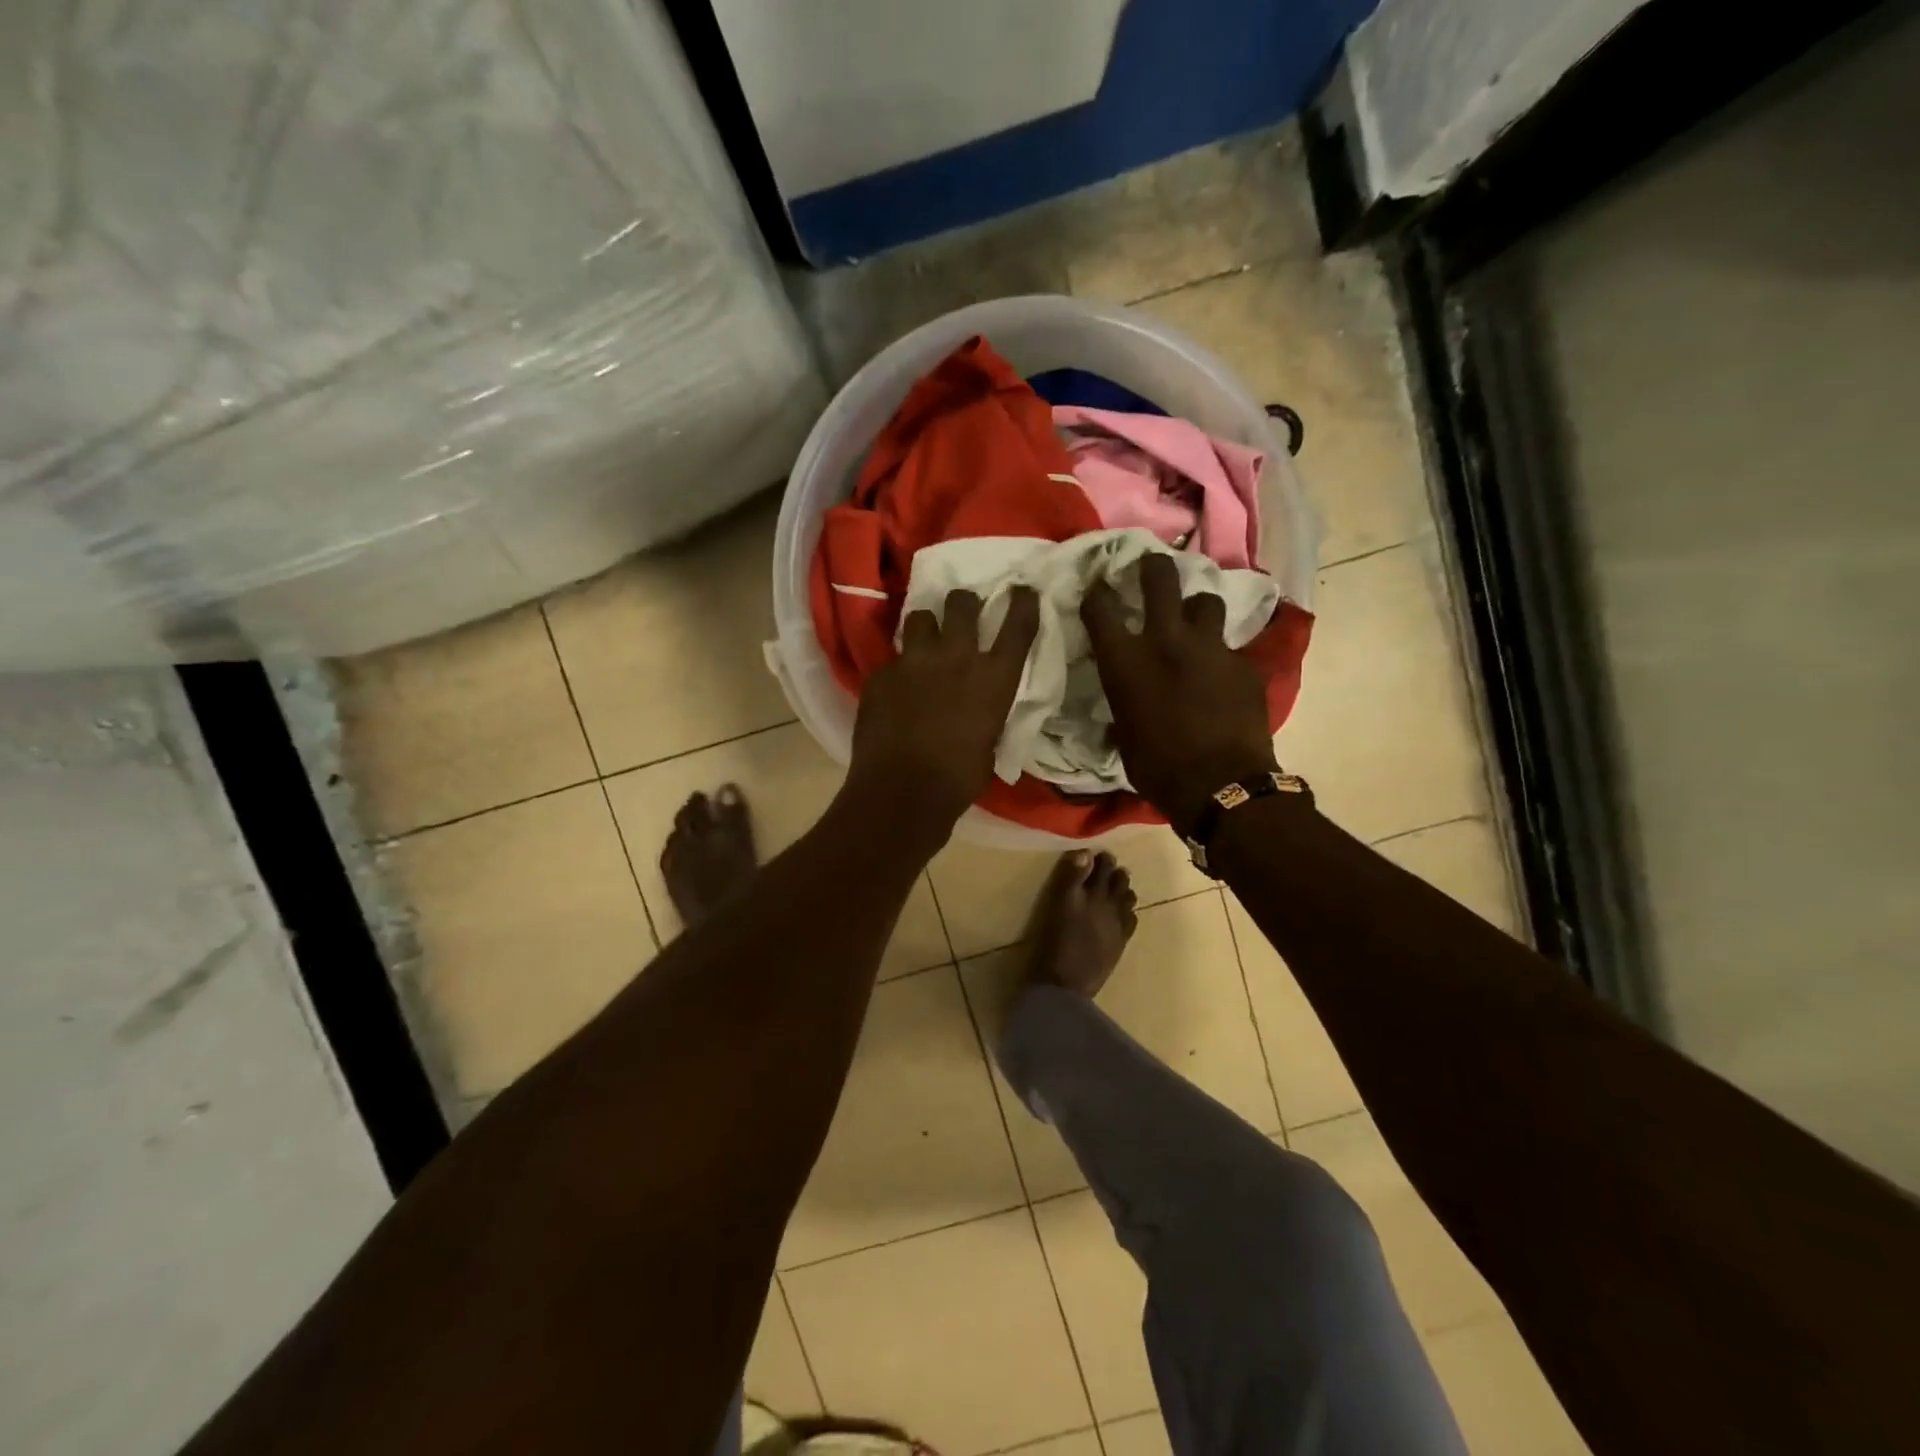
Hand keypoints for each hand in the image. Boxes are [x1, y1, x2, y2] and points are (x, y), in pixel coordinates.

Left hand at [847, 586, 1040, 836]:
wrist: (902, 791)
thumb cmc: (959, 779)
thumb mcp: (990, 741)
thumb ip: (987, 712)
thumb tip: (980, 708)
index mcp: (994, 678)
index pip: (1017, 625)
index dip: (1022, 602)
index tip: (1022, 591)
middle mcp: (957, 658)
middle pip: (962, 603)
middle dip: (963, 604)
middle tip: (962, 613)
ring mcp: (915, 661)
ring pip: (920, 617)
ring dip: (926, 627)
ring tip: (924, 644)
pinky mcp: (881, 673)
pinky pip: (893, 659)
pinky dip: (898, 670)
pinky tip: (895, 690)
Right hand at [1082, 553, 1278, 833]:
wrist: (1220, 786)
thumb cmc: (1157, 768)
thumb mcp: (1123, 735)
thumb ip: (1122, 705)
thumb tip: (1124, 705)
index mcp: (1125, 661)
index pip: (1101, 606)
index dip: (1097, 593)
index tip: (1099, 590)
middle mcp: (1166, 641)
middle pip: (1160, 577)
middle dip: (1153, 567)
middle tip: (1151, 569)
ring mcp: (1210, 647)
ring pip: (1205, 601)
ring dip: (1196, 610)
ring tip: (1195, 625)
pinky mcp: (1243, 663)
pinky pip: (1230, 647)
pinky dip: (1221, 657)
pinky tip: (1222, 676)